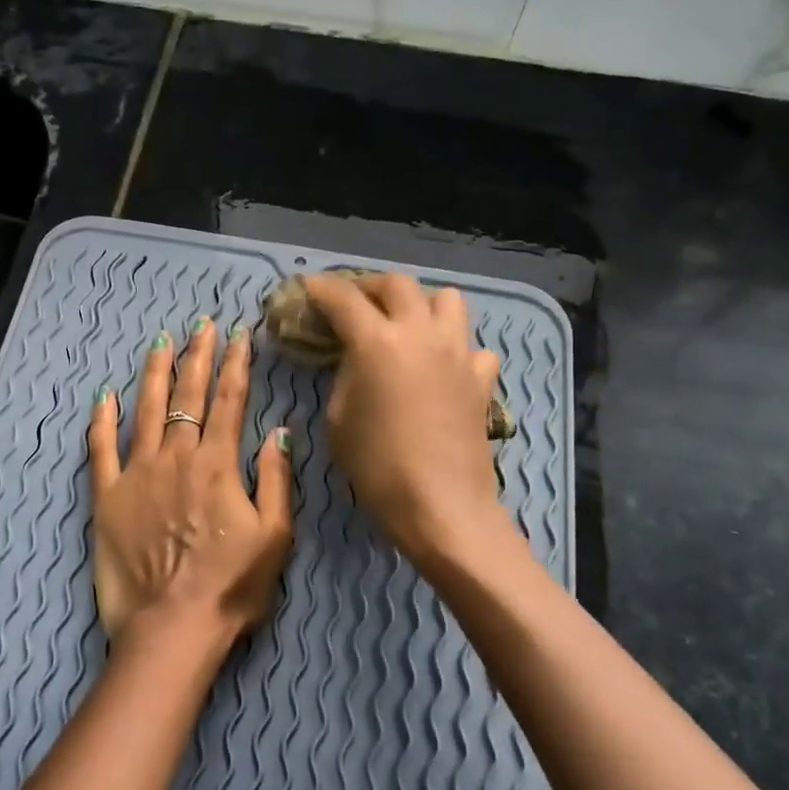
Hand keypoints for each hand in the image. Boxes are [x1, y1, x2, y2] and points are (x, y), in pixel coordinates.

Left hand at [87, 316, 293, 655]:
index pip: (230, 401)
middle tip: (201, 326)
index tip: (239, 335)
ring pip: (146, 410)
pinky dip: (102, 420)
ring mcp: (137, 474)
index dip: (236, 364)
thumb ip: (276, 478)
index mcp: (218, 465)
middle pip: (188, 395)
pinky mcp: (107, 496)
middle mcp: (177, 458)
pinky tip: (104, 394)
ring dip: (154, 373)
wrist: (172, 628)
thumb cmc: (232, 587)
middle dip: (197, 356)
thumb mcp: (276, 536)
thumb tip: (278, 429)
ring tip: (160, 342)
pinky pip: (101, 449)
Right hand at [300, 273, 505, 566]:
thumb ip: (345, 376)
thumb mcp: (339, 419)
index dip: (320, 287)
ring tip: (404, 323)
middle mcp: (420, 333)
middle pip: (396, 283)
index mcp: (377, 341)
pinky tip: (442, 367)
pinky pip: (471, 345)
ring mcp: (457, 352)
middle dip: (368, 286)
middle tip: (352, 302)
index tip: (307, 288)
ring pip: (445, 298)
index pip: (342, 297)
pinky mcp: (481, 377)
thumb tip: (355, 359)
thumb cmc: (378, 467)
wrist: (442, 505)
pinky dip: (454, 347)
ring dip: (419, 303)